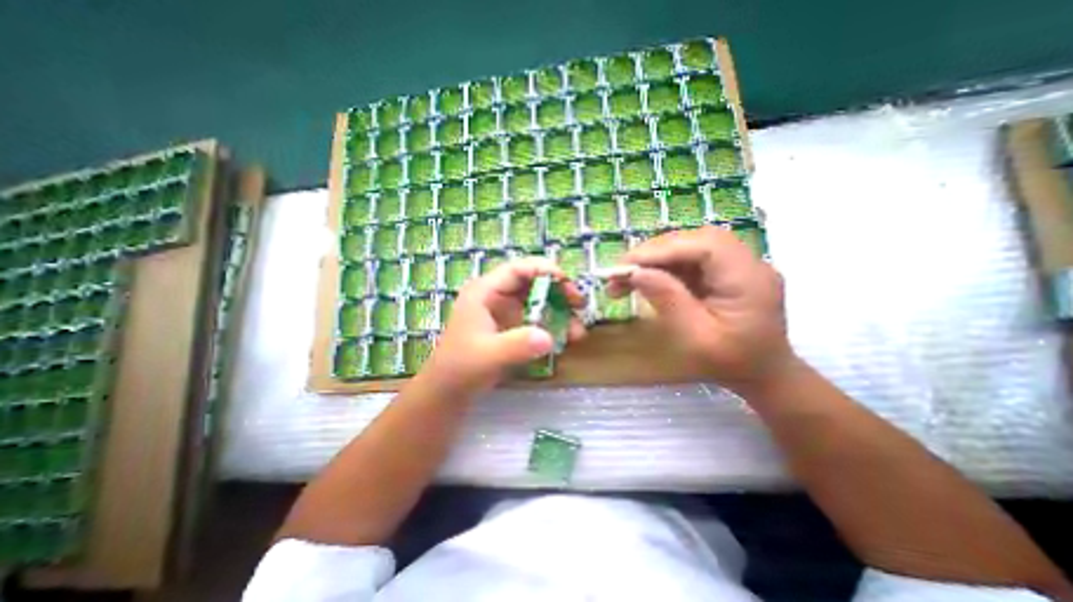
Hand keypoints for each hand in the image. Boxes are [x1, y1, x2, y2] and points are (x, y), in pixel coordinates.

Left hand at [422, 255, 585, 395]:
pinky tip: (565, 338)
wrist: (449, 390)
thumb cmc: (461, 368)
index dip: (545, 270)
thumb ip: (516, 346)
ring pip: (538, 300)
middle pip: (532, 282)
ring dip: (559, 311)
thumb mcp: (488, 356)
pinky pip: (537, 318)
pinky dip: (552, 325)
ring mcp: (504, 311)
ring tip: (577, 331)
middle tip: (579, 305)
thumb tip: (548, 338)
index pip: (518, 270)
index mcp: (485, 291)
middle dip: (558, 291)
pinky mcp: (511, 326)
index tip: (568, 284)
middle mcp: (496, 296)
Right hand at [611, 225, 794, 388]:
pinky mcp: (724, 270)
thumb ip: (667, 300)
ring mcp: (737, 264)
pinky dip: (662, 267)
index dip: (662, 249)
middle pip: (694, 241)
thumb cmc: (730, 363)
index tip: (626, 266)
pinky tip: (644, 279)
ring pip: (688, 246)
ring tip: (625, 279)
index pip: (704, 246)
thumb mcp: (695, 338)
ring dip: (654, 259)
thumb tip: (635, 273)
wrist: (761, 373)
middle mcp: (748, 263)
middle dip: (653, 253)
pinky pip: (688, 259)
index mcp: (749, 280)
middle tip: (620, 272)